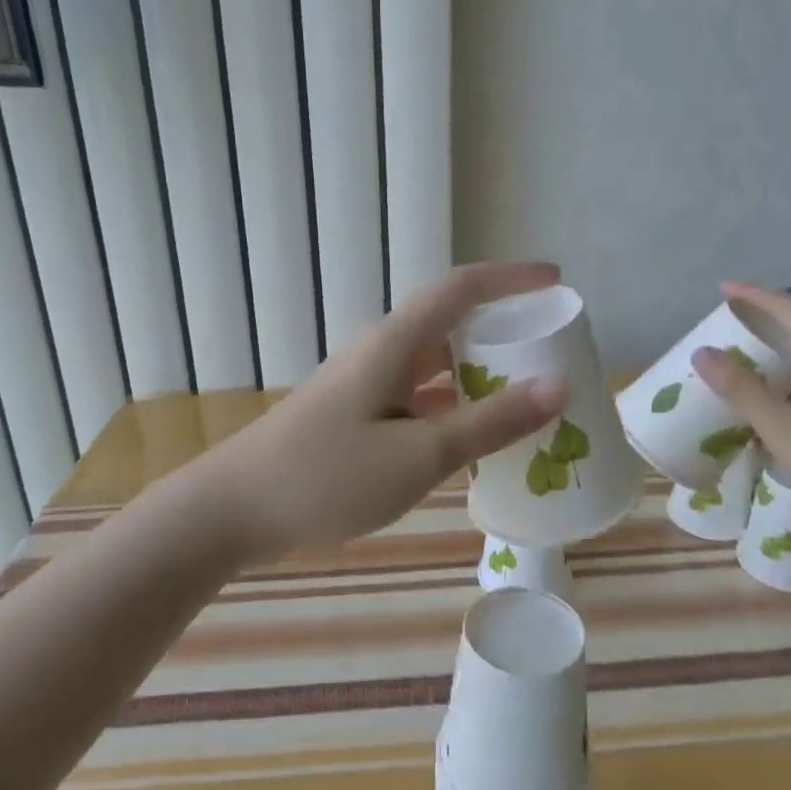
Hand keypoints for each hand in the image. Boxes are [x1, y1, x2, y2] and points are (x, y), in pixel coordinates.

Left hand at [197, 263, 570, 557]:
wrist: (233, 511)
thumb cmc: (327, 477)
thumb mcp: (418, 454)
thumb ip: (489, 422)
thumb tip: (557, 386)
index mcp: (394, 343)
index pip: (462, 288)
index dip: (512, 279)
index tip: (557, 282)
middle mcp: (380, 353)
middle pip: (451, 325)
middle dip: (502, 331)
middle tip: (551, 351)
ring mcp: (364, 386)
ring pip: (434, 368)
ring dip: (479, 376)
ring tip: (527, 398)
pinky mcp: (355, 418)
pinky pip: (417, 401)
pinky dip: (452, 411)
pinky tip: (474, 441)